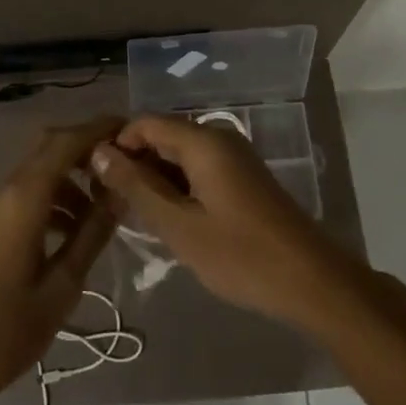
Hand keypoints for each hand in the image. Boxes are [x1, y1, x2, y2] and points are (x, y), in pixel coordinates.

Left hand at [0, 117, 120, 404]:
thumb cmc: (5, 330)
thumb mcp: (61, 286)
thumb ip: (92, 234)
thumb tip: (120, 193)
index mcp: (24, 198)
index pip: (66, 142)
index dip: (98, 129)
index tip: (130, 129)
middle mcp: (3, 190)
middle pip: (48, 148)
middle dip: (85, 150)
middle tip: (121, 167)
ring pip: (36, 173)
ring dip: (70, 180)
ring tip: (102, 213)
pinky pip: (23, 195)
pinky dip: (52, 199)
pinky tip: (70, 234)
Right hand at [90, 114, 353, 328]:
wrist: (311, 281)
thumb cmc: (240, 255)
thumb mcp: (179, 225)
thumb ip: (137, 186)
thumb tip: (99, 152)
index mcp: (204, 141)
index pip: (145, 123)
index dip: (116, 144)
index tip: (94, 179)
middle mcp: (219, 138)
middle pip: (163, 136)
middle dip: (134, 163)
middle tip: (110, 202)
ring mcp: (234, 158)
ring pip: (180, 155)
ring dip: (155, 178)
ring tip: (133, 215)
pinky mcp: (243, 179)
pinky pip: (198, 170)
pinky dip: (177, 187)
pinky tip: (168, 219)